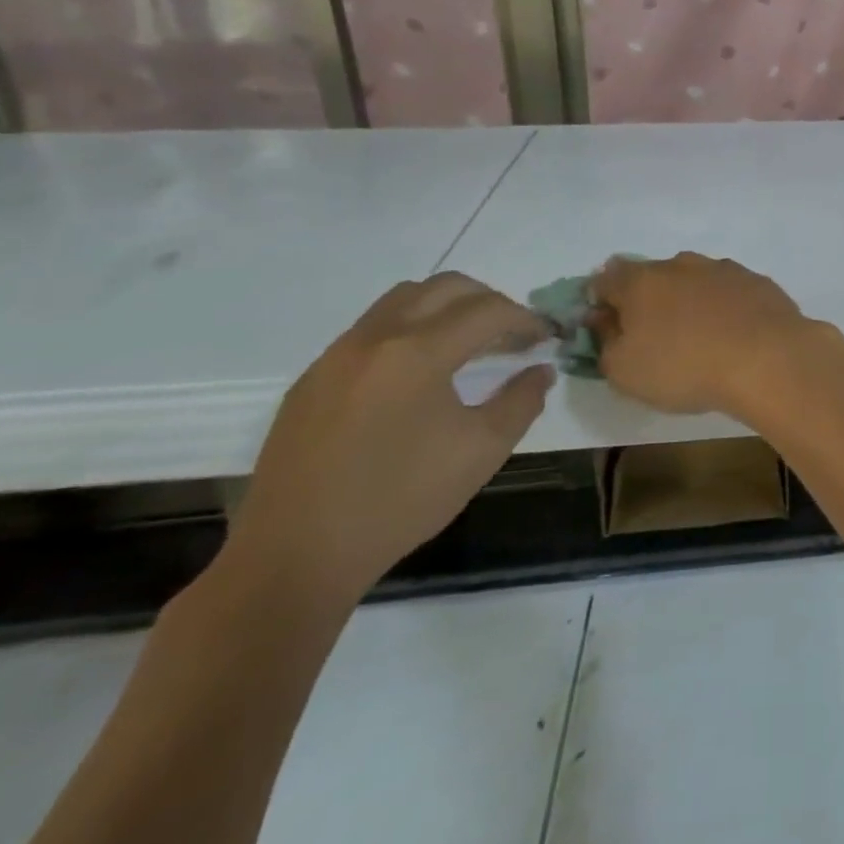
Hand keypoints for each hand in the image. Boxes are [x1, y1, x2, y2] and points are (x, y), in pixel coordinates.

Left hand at [226, 273, 550, 602]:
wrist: (297, 556)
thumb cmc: (400, 501)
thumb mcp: (482, 451)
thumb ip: (522, 401)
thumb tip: (540, 370)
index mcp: (418, 352)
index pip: (488, 311)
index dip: (526, 318)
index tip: (546, 337)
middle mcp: (375, 338)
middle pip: (444, 287)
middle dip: (489, 301)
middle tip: (513, 333)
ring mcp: (336, 355)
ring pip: (403, 300)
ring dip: (446, 308)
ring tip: (469, 344)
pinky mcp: (312, 379)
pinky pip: (371, 330)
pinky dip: (409, 330)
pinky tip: (419, 374)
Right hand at [591, 252, 838, 419]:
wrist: (767, 358)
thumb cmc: (684, 367)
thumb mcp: (624, 371)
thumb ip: (605, 342)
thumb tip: (602, 320)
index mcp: (640, 281)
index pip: (606, 279)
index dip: (601, 302)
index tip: (609, 329)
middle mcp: (680, 264)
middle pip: (652, 276)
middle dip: (648, 301)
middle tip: (655, 337)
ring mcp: (723, 269)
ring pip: (694, 280)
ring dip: (689, 302)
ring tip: (698, 338)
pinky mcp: (757, 281)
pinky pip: (729, 292)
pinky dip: (724, 308)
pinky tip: (733, 335)